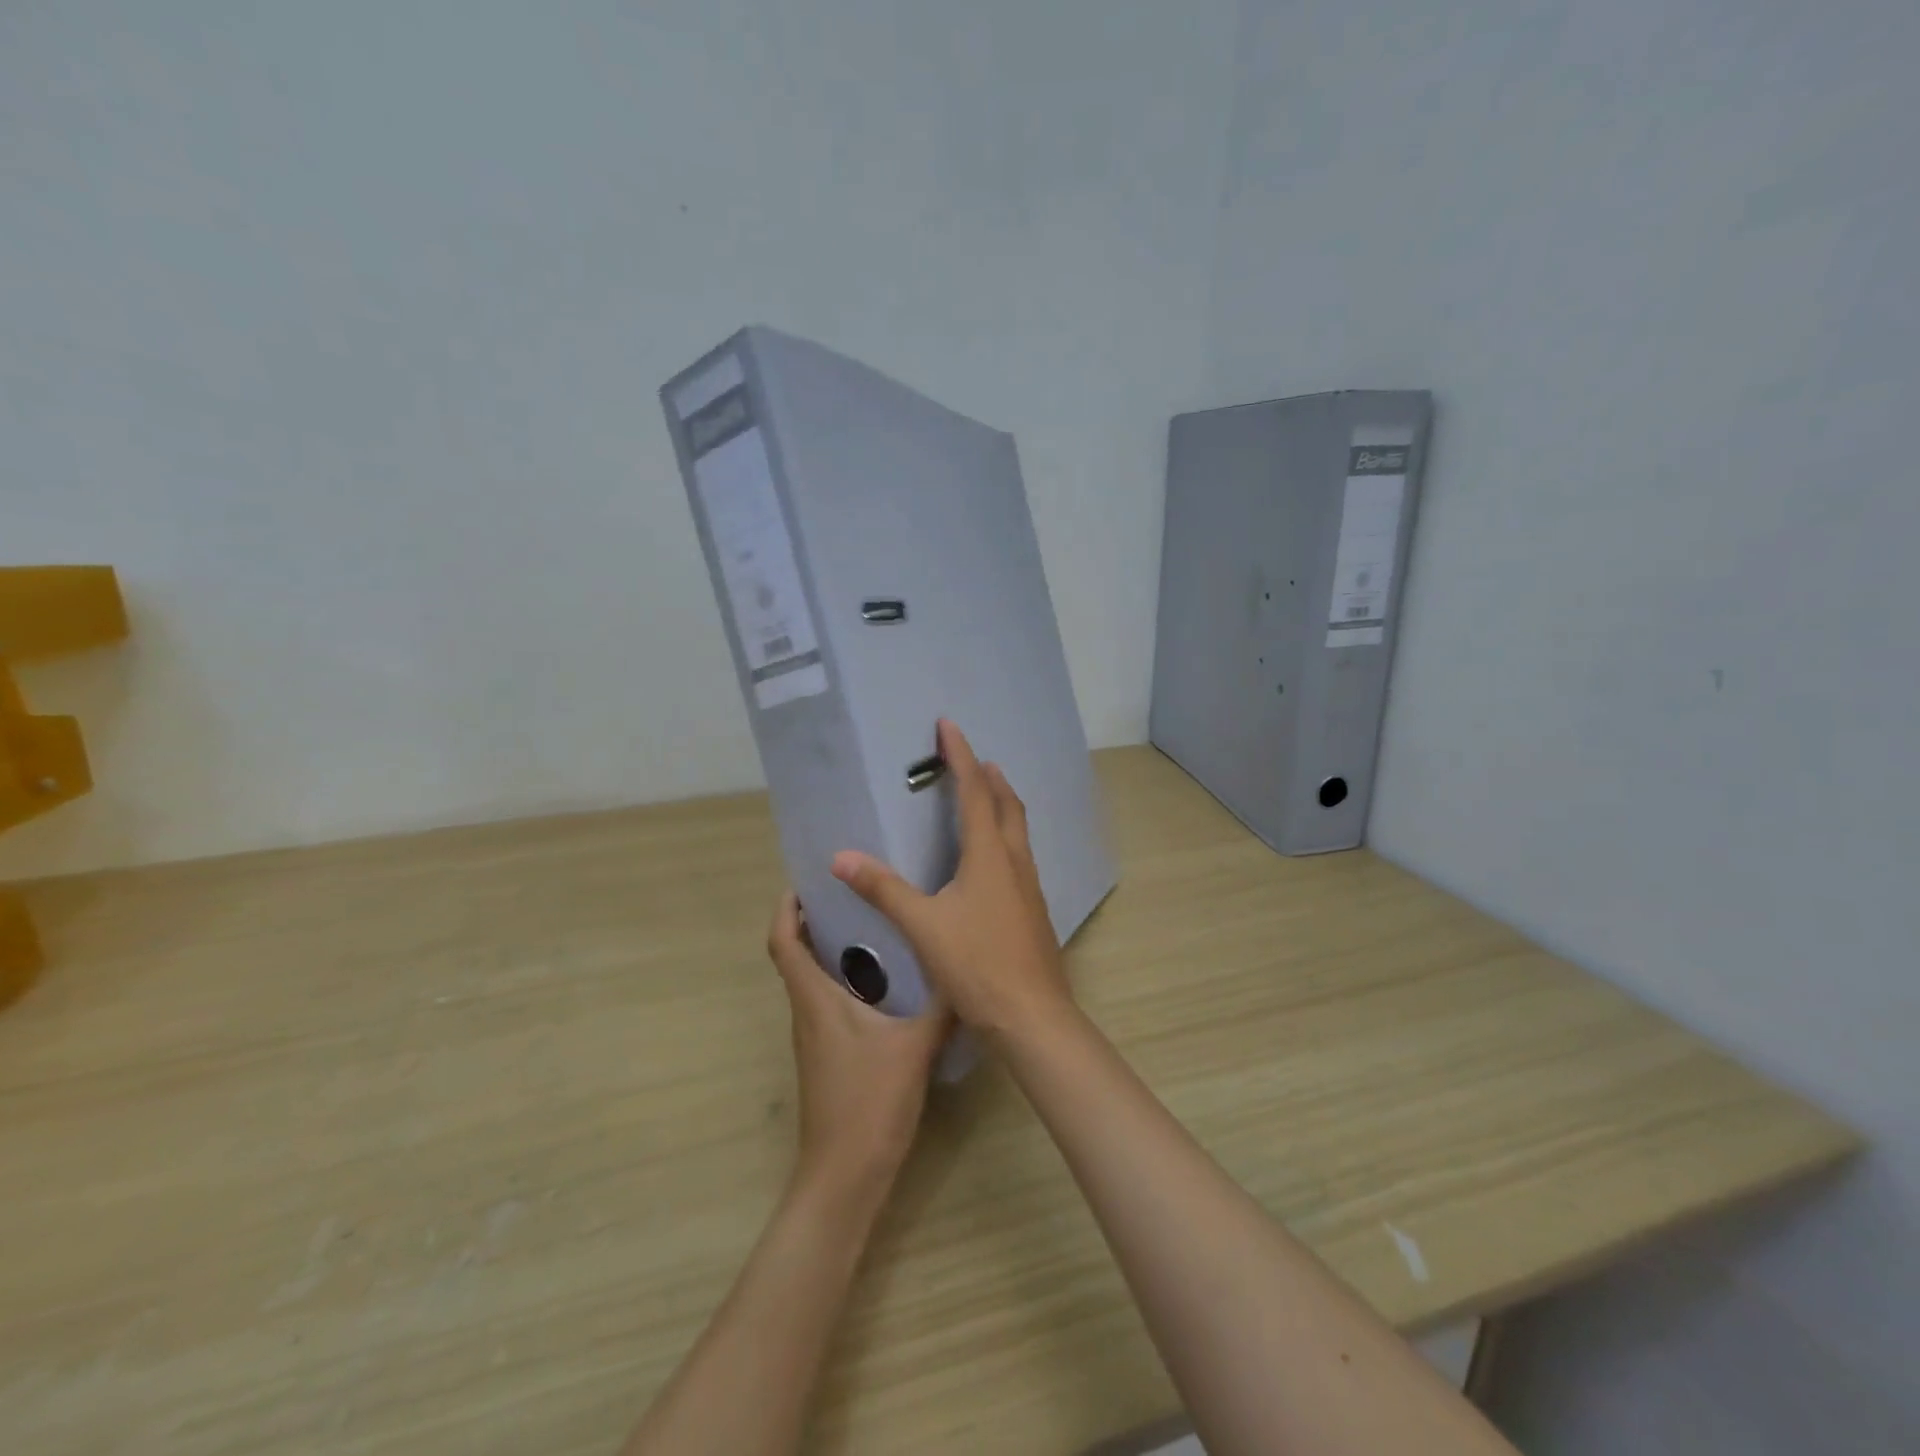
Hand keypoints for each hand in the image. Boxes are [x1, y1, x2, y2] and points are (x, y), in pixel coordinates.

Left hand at [767, 891, 950, 1198]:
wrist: (844, 1177)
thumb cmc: (870, 1102)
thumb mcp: (914, 1048)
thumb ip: (942, 1007)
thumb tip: (968, 973)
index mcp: (815, 1000)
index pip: (783, 943)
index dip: (786, 908)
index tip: (805, 882)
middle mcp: (807, 1012)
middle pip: (796, 956)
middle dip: (815, 921)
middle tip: (855, 894)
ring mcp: (815, 1038)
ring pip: (814, 981)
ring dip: (832, 951)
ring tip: (876, 927)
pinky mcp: (828, 1057)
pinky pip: (829, 1004)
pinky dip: (847, 981)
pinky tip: (888, 983)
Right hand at [831, 719, 1072, 1041]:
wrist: (1031, 1016)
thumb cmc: (977, 965)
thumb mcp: (923, 926)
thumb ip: (883, 889)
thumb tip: (841, 856)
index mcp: (990, 855)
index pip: (975, 791)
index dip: (961, 756)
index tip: (948, 725)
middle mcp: (1015, 862)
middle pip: (1007, 805)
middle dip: (990, 777)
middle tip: (972, 760)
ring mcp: (1029, 887)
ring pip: (1017, 831)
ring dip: (1002, 806)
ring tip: (983, 797)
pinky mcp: (1032, 910)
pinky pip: (1018, 857)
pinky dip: (1004, 838)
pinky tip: (989, 862)